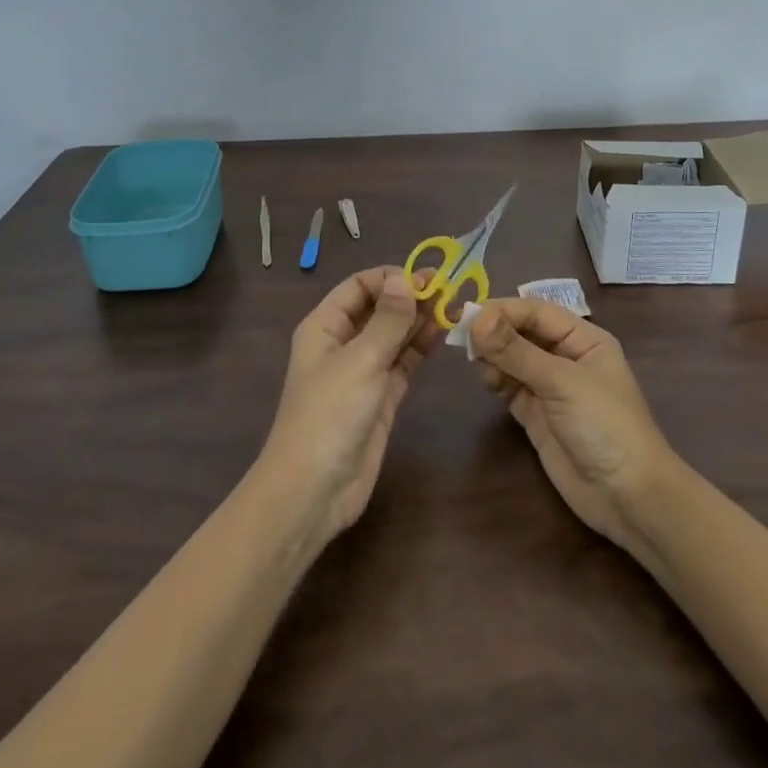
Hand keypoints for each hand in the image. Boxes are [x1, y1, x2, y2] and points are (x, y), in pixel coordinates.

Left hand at [256, 266, 441, 551]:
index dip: (389, 278)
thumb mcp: (360, 361)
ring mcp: (363, 371)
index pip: (358, 286)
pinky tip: (442, 333)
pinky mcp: (381, 397)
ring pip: (393, 335)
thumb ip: (387, 320)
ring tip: (453, 305)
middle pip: (378, 309)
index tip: (426, 277)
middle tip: (448, 288)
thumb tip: (404, 278)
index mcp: (325, 326)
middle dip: (409, 297)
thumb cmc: (329, 415)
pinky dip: (420, 348)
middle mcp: (343, 343)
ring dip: (419, 320)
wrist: (313, 490)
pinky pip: (402, 362)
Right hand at [470, 299, 677, 554]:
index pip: (536, 311)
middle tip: (464, 340)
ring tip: (479, 365)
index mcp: (583, 338)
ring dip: (493, 356)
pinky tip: (488, 383)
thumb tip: (476, 319)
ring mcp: (550, 387)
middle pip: (522, 332)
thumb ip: (517, 351)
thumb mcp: (562, 382)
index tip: (468, 317)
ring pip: (512, 358)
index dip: (503, 311)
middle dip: (494, 332)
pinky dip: (496, 379)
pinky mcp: (536, 414)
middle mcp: (566, 356)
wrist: (629, 497)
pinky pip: (510, 386)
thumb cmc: (605, 426)